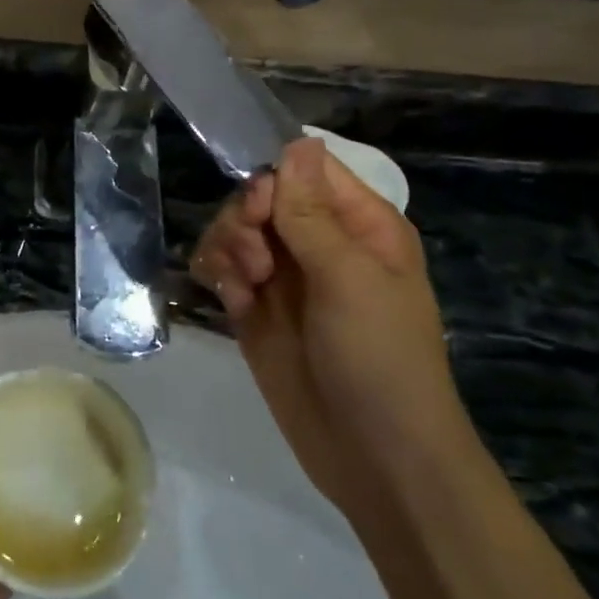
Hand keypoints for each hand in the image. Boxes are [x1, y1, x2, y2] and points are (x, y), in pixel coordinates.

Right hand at [190, 137, 461, 511]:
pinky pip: (221, 268)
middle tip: (256, 263)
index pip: (304, 169)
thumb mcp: (349, 280)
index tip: (260, 210)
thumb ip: (311, 212)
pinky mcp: (254, 309)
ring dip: (227, 248)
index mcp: (358, 225)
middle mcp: (318, 243)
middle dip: (245, 220)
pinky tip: (231, 302)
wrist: (374, 458)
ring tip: (244, 288)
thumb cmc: (380, 359)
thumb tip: (298, 139)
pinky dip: (218, 275)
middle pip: (259, 196)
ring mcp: (284, 278)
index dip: (272, 179)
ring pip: (234, 229)